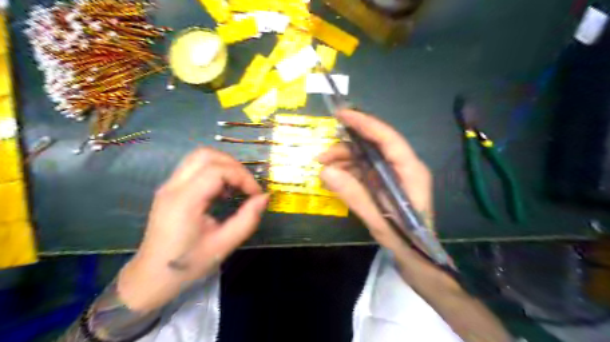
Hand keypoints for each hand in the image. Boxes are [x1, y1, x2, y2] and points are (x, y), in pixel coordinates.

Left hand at [116, 146, 266, 312]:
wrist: (151, 278)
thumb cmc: (188, 265)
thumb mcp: (224, 245)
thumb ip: (248, 219)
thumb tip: (265, 197)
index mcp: (184, 201)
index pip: (217, 171)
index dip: (242, 177)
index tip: (256, 194)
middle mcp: (173, 187)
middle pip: (206, 155)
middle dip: (234, 165)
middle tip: (247, 186)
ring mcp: (169, 186)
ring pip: (199, 157)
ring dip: (223, 165)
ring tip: (237, 186)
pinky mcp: (170, 189)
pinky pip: (195, 167)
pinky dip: (214, 171)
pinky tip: (222, 190)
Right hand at [318, 109, 435, 261]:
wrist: (418, 260)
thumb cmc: (406, 241)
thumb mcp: (378, 220)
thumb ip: (354, 195)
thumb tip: (325, 171)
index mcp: (410, 171)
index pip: (388, 138)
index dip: (365, 123)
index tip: (342, 114)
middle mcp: (404, 167)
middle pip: (374, 146)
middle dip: (347, 147)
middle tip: (322, 156)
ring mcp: (395, 175)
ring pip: (367, 158)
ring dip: (345, 160)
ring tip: (324, 170)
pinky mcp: (386, 184)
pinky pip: (366, 170)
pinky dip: (349, 172)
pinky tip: (336, 178)